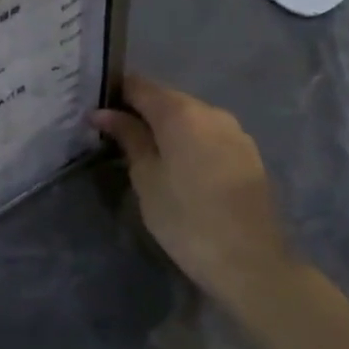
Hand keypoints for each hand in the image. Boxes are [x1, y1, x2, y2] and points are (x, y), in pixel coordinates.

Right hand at [92, 75, 297, 317]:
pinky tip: (176, 165)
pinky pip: (207, 135)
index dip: (114, 93)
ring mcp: (234, 132)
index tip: (95, 111)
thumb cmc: (186, 218)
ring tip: (143, 152)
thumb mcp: (146, 177)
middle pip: (165, 98)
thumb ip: (128, 137)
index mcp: (180, 112)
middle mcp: (210, 112)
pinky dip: (187, 141)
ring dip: (164, 127)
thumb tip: (103, 112)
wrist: (252, 263)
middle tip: (113, 134)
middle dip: (139, 111)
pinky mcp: (247, 154)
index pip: (138, 85)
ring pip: (188, 117)